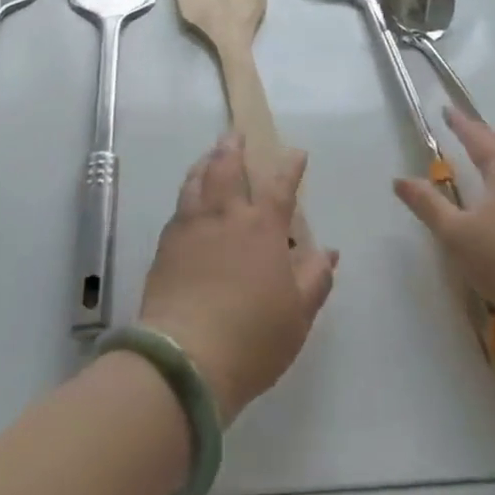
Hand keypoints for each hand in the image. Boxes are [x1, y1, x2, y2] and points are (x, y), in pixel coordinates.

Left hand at [138, 134, 338, 424]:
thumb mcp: (298, 314)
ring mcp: (191, 226)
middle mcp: (226, 215)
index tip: (296, 152)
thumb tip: (329, 251)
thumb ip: (316, 278)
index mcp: (263, 227)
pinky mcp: (165, 244)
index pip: (281, 186)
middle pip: (227, 167)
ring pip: (197, 180)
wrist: (184, 359)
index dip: (290, 166)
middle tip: (235, 134)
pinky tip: (189, 199)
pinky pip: (179, 206)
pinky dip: (188, 191)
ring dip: (206, 161)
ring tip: (210, 155)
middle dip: (234, 147)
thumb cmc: (252, 337)